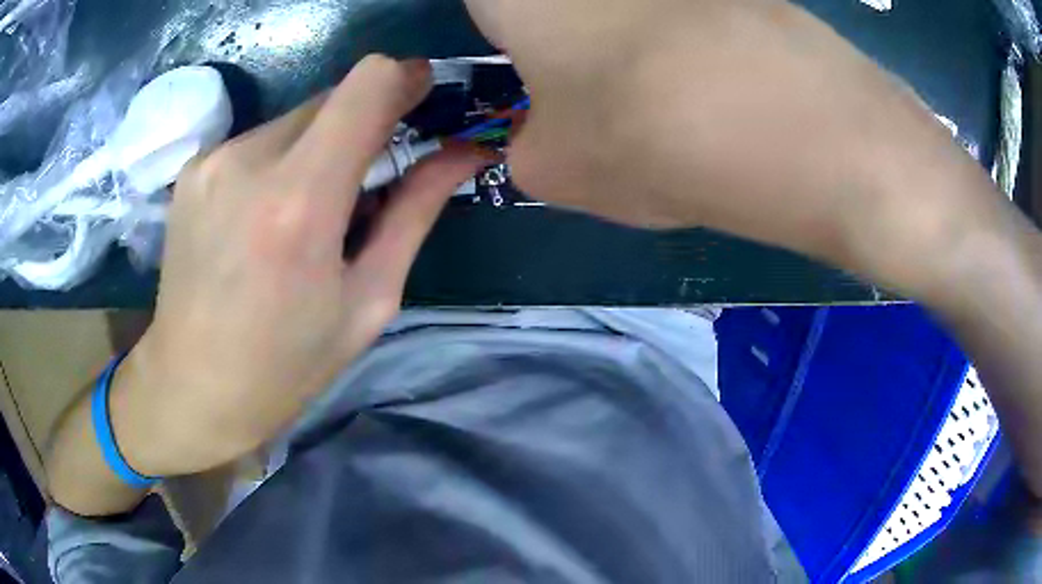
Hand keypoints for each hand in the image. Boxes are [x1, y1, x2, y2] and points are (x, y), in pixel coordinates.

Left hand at [110, 56, 482, 476]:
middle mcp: (248, 162)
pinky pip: (258, 141)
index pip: (367, 84)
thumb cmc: (286, 365)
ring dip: (319, 148)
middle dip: (364, 125)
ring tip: (306, 214)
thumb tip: (462, 153)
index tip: (423, 100)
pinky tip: (264, 219)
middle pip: (333, 98)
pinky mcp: (191, 169)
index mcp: (299, 202)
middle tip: (366, 183)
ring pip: (295, 119)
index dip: (405, 79)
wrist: (192, 387)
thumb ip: (415, 212)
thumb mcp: (368, 300)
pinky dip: (279, 162)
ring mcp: (211, 160)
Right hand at [466, 0, 1004, 296]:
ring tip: (656, 90)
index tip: (511, 66)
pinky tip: (709, 80)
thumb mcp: (554, 170)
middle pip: (558, 10)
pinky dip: (682, 39)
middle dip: (557, 41)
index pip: (478, 7)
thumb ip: (524, 148)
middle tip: (580, 84)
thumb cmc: (645, 135)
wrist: (793, 124)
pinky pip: (683, 14)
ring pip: (624, 14)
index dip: (490, 34)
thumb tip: (539, 136)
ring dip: (622, 38)